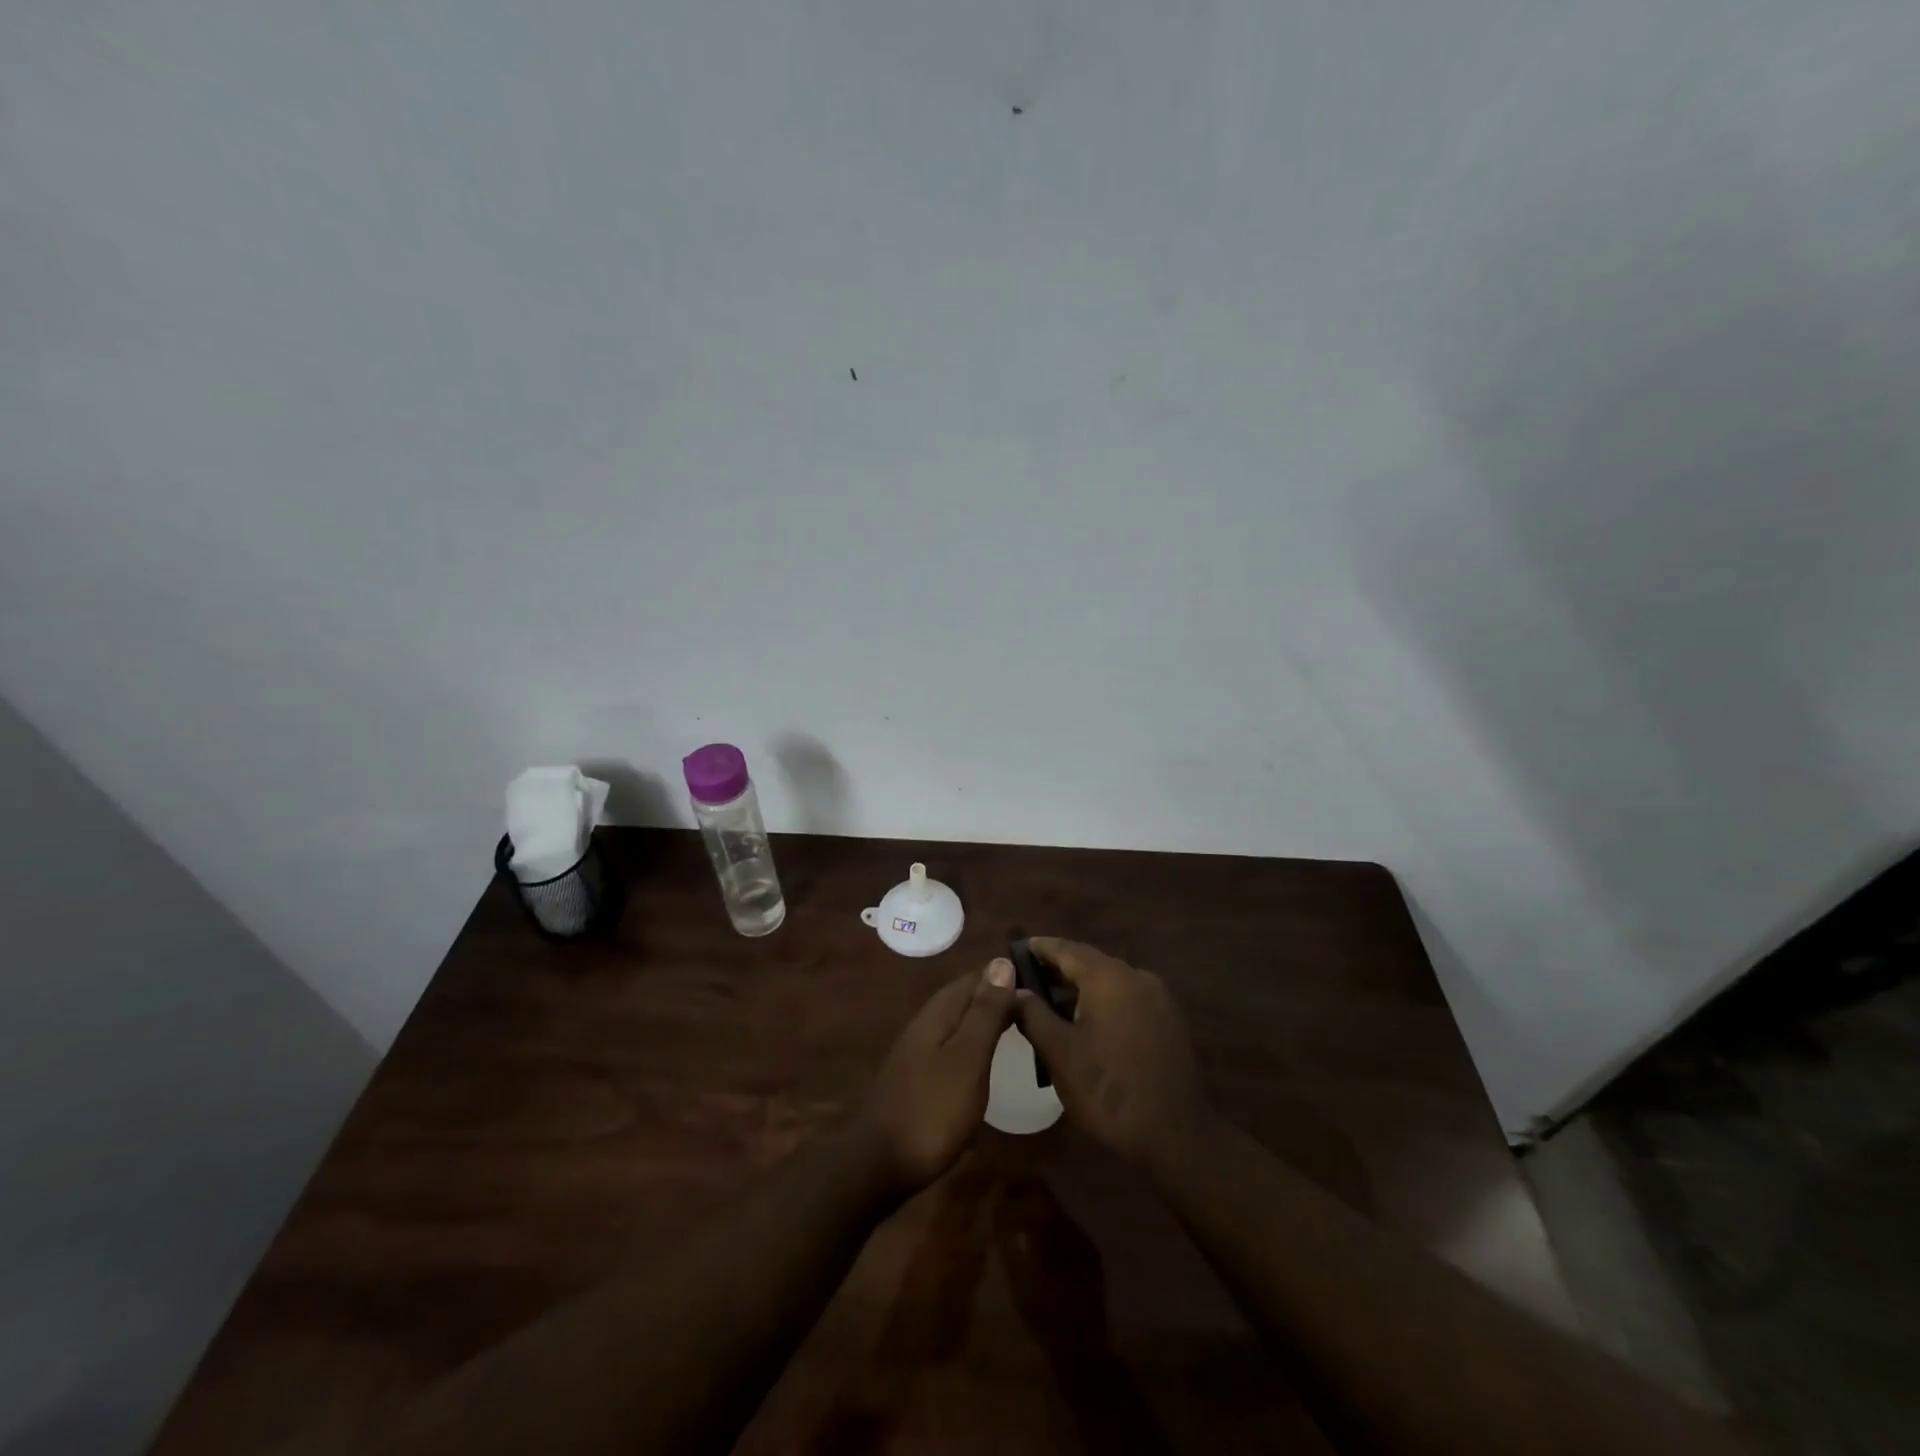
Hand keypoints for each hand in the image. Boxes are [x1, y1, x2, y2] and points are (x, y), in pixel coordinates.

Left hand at [855, 960, 1016, 1195]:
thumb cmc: (932, 1109)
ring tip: (1020, 1026)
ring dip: (986, 1018)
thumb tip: (1002, 961)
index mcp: (939, 1012)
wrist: (878, 1164)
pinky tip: (986, 1058)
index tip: (1042, 979)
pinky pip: (953, 1045)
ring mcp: (918, 1051)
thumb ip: (985, 1012)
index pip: (977, 977)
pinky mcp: (918, 1077)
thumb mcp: (968, 1058)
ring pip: (959, 1021)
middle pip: (966, 997)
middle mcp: (926, 1023)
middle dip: (998, 995)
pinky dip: (975, 1043)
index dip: (1007, 974)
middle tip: (1039, 1004)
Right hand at [1012, 938, 1211, 1171]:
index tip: (1014, 950)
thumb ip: (1032, 1014)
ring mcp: (1157, 998)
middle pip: (1089, 962)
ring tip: (1050, 1002)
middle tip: (1026, 979)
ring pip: (1110, 981)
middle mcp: (1136, 976)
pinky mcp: (1168, 1021)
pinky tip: (1086, 1023)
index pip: (1066, 948)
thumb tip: (1013, 990)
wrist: (1175, 1136)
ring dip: (1080, 987)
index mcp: (1108, 977)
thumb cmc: (1107, 1090)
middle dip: (1058, 968)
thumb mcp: (1059, 1053)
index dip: (1039, 948)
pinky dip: (1103, 1001)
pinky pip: (1127, 998)